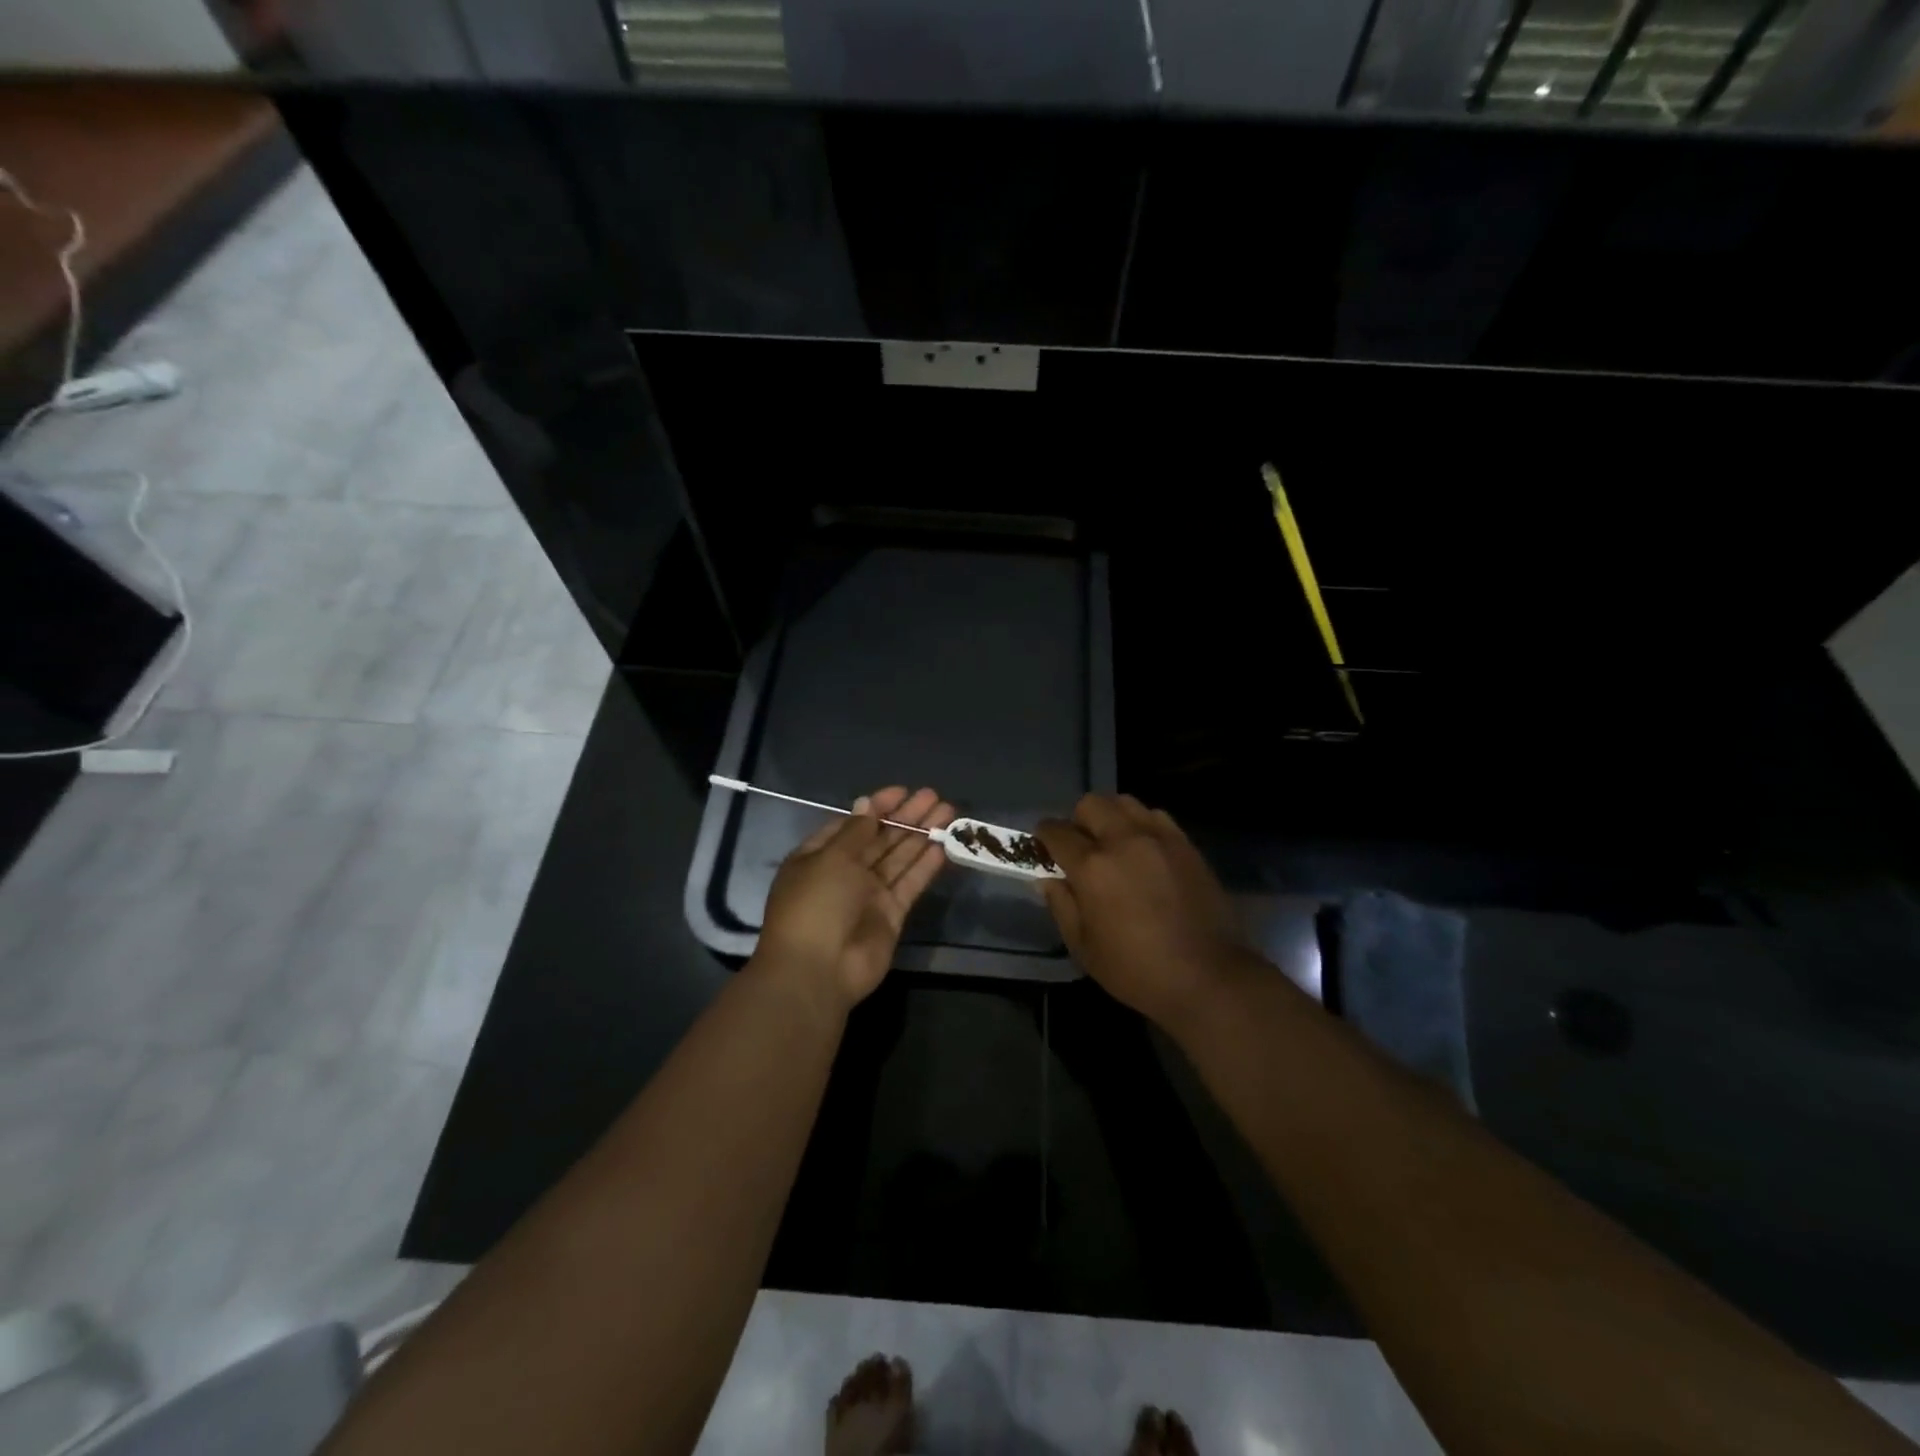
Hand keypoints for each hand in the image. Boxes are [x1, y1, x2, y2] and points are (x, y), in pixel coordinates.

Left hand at [754, 786, 955, 1016]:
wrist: (818, 970)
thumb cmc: (815, 904)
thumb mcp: (831, 858)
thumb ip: (856, 832)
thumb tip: (867, 804)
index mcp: (819, 856)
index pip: (853, 824)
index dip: (877, 807)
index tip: (903, 791)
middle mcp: (845, 873)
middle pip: (880, 838)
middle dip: (906, 817)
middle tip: (934, 797)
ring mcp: (869, 895)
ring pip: (899, 858)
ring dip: (921, 835)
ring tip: (948, 812)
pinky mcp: (890, 915)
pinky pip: (909, 884)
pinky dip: (925, 865)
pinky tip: (944, 845)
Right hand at [1036, 794, 1242, 1027]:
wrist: (1207, 976)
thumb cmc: (1137, 970)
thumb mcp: (1084, 948)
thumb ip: (1062, 906)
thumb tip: (1048, 879)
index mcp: (1092, 867)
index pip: (1056, 831)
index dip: (1044, 837)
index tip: (1045, 849)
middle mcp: (1123, 840)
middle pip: (1090, 804)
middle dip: (1077, 821)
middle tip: (1081, 848)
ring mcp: (1158, 838)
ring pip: (1124, 802)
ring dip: (1111, 817)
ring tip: (1114, 844)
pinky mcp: (1185, 844)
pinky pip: (1155, 816)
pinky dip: (1142, 824)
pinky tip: (1145, 851)